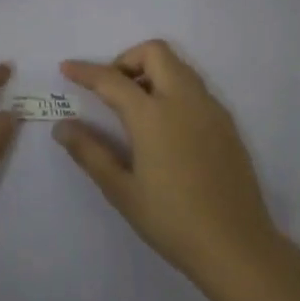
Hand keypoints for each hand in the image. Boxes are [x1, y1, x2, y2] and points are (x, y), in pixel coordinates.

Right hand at [56, 40, 279, 284]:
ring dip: (152, 72)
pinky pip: (195, 88)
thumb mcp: (121, 190)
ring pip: (178, 66)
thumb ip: (89, 152)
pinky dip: (173, 89)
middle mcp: (184, 100)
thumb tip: (62, 126)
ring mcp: (210, 109)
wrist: (237, 247)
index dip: (85, 71)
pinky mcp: (227, 124)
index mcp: (153, 115)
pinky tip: (165, 127)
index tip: (66, 68)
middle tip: (111, 91)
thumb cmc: (172, 220)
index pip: (112, 79)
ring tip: (135, 109)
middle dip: (126, 60)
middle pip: (154, 53)